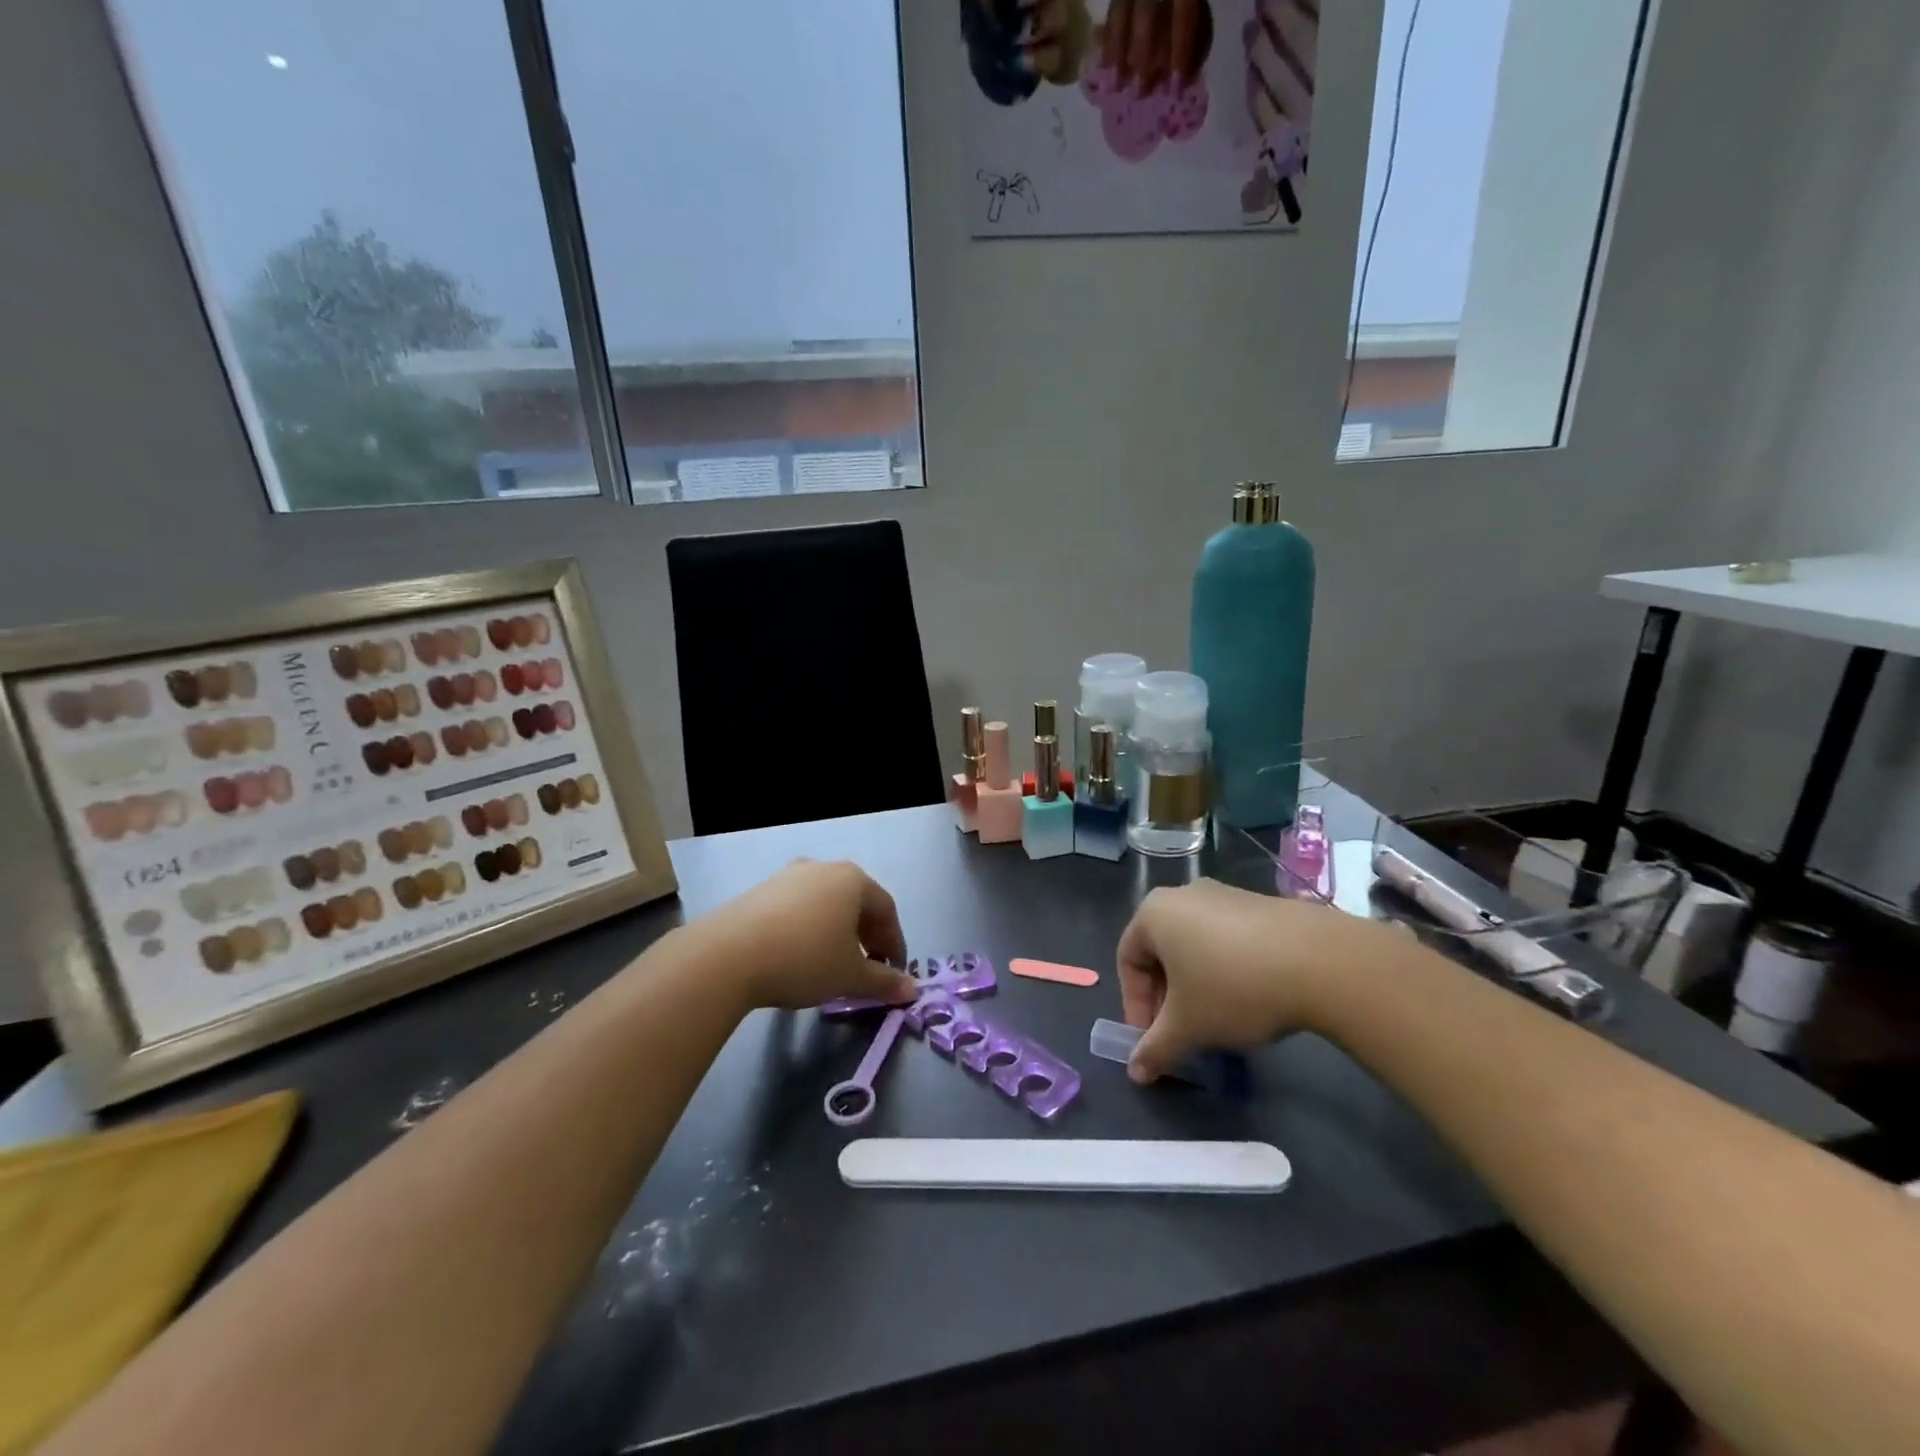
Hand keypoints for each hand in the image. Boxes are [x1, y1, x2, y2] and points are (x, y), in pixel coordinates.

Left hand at [689, 861, 917, 1012]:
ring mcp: (788, 876)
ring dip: (837, 933)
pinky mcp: (760, 890)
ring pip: (826, 905)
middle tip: (867, 969)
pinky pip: (798, 909)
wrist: (727, 956)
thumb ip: (884, 982)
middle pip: (856, 903)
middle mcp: (823, 868)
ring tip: (832, 965)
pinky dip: (809, 930)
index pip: (887, 910)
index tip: (893, 974)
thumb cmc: (804, 959)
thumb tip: (911, 991)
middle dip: (867, 937)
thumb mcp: (850, 977)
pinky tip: (799, 956)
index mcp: (853, 879)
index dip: (895, 943)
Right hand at [1117, 878, 1375, 1082]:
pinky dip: (1227, 970)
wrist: (1320, 961)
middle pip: (1161, 951)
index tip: (1154, 1040)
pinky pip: (1228, 939)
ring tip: (1220, 1021)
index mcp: (1154, 913)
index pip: (1127, 960)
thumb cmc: (1233, 988)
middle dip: (1167, 997)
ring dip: (1197, 985)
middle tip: (1183, 1033)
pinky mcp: (1261, 904)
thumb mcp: (1188, 1027)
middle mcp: (1184, 895)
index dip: (1135, 1005)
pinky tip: (1252, 999)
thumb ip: (1156, 1049)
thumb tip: (1136, 1073)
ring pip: (1196, 946)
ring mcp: (1225, 895)